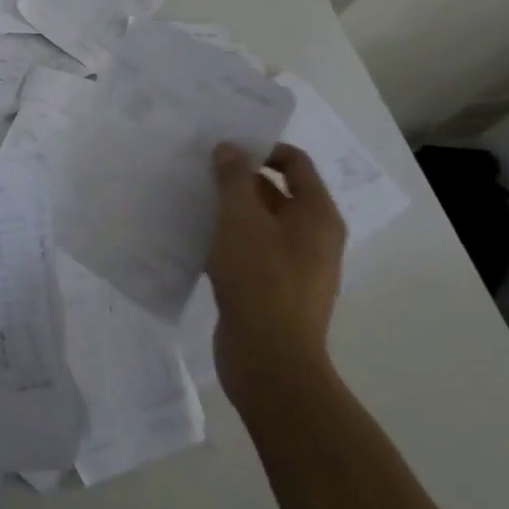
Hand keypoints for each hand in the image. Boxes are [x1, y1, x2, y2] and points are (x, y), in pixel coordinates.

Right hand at [208, 141, 345, 398]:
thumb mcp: (241, 219)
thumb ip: (234, 179)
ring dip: (230, 210)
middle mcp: (313, 237)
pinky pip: (251, 251)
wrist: (270, 361)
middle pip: (276, 191)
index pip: (295, 162)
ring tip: (192, 199)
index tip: (224, 147)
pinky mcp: (273, 290)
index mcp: (317, 215)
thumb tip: (230, 148)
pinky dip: (227, 240)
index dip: (262, 148)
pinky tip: (196, 239)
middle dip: (239, 179)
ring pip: (260, 223)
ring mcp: (295, 266)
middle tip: (199, 169)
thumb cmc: (260, 279)